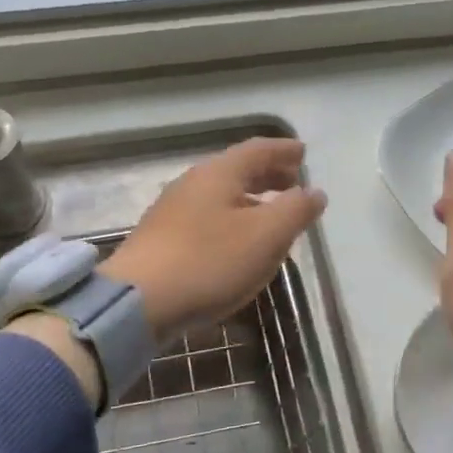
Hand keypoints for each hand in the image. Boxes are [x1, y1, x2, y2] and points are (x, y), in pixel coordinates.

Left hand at [103, 137, 327, 342]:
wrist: (138, 302)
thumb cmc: (209, 262)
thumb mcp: (266, 236)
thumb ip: (295, 210)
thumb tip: (314, 192)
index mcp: (218, 174)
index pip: (258, 150)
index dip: (284, 150)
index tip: (303, 153)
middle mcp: (192, 184)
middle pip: (237, 170)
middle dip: (268, 174)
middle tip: (293, 182)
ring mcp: (172, 212)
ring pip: (221, 196)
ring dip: (251, 199)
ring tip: (272, 215)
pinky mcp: (162, 240)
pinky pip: (208, 218)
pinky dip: (232, 220)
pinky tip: (238, 243)